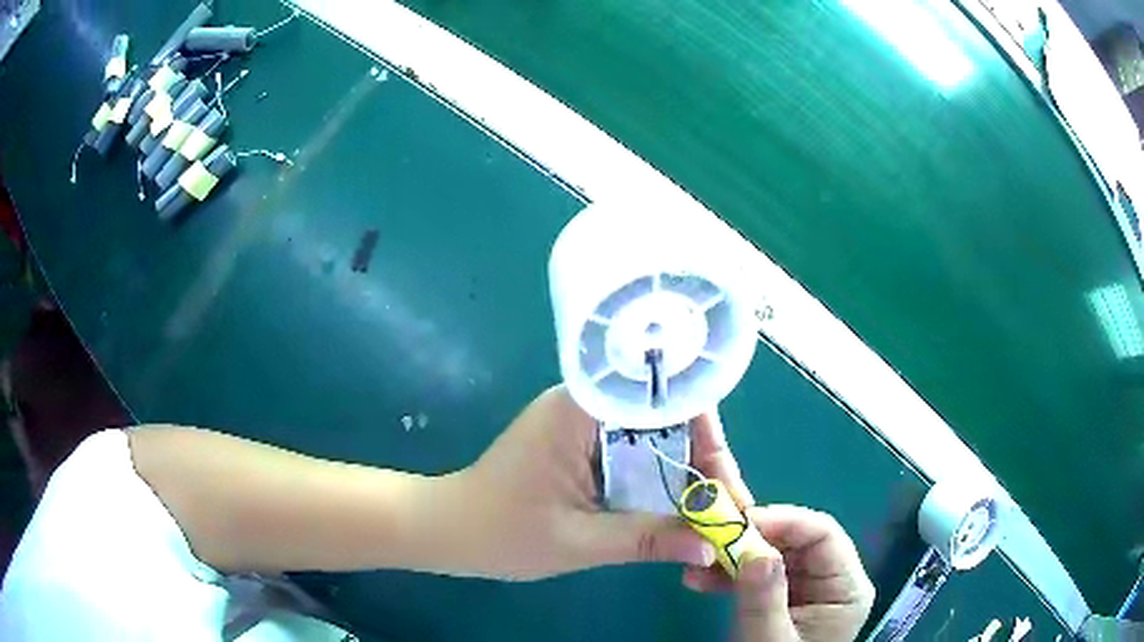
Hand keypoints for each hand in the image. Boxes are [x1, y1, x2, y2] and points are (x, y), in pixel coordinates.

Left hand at [435, 386, 716, 579]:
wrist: (449, 529)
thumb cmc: (501, 533)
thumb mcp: (579, 541)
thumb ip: (647, 539)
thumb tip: (712, 545)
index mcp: (580, 409)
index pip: (664, 396)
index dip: (707, 435)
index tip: (727, 481)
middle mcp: (586, 403)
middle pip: (667, 416)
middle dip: (704, 460)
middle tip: (729, 506)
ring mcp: (583, 421)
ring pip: (656, 435)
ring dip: (686, 471)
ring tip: (716, 509)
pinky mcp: (581, 442)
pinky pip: (636, 450)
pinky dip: (661, 476)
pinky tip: (681, 504)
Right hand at [682, 414, 874, 641]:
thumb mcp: (770, 641)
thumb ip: (766, 599)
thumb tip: (755, 550)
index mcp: (847, 587)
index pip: (824, 534)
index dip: (785, 520)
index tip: (741, 523)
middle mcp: (832, 580)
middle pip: (796, 542)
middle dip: (752, 539)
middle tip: (711, 538)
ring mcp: (807, 588)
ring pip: (773, 555)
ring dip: (733, 557)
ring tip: (696, 564)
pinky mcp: (784, 597)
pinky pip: (758, 575)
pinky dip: (729, 575)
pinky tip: (700, 580)